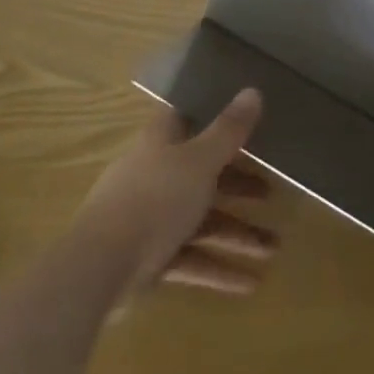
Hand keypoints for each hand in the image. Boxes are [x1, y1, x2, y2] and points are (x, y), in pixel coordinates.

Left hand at [76, 89, 276, 297]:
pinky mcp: (147, 258)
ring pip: (199, 220)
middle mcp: (154, 175)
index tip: (245, 123)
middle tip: (271, 194)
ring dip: (236, 233)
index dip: (213, 118)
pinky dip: (217, 268)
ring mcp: (148, 218)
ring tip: (274, 249)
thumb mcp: (200, 161)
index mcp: (160, 143)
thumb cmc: (154, 199)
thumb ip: (228, 130)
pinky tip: (250, 284)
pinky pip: (189, 258)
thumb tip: (253, 90)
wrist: (99, 268)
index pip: (187, 119)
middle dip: (237, 185)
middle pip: (200, 173)